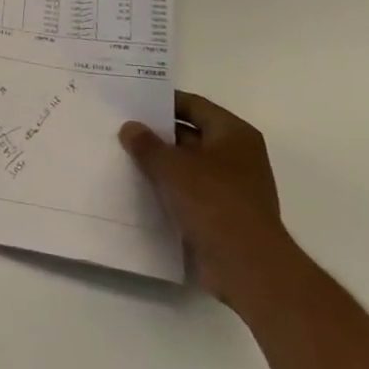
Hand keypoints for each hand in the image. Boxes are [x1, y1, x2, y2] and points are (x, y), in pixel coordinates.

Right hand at [120, 92, 296, 309]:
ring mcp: (233, 188)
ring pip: (189, 166)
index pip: (193, 105)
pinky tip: (140, 188)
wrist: (247, 266)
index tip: (131, 103)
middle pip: (191, 135)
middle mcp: (238, 156)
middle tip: (121, 129)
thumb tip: (130, 128)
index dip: (162, 102)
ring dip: (162, 164)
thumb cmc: (213, 201)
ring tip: (123, 157)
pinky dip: (170, 190)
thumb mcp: (171, 165)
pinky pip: (191, 193)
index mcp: (234, 134)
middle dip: (158, 134)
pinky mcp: (224, 215)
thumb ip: (146, 143)